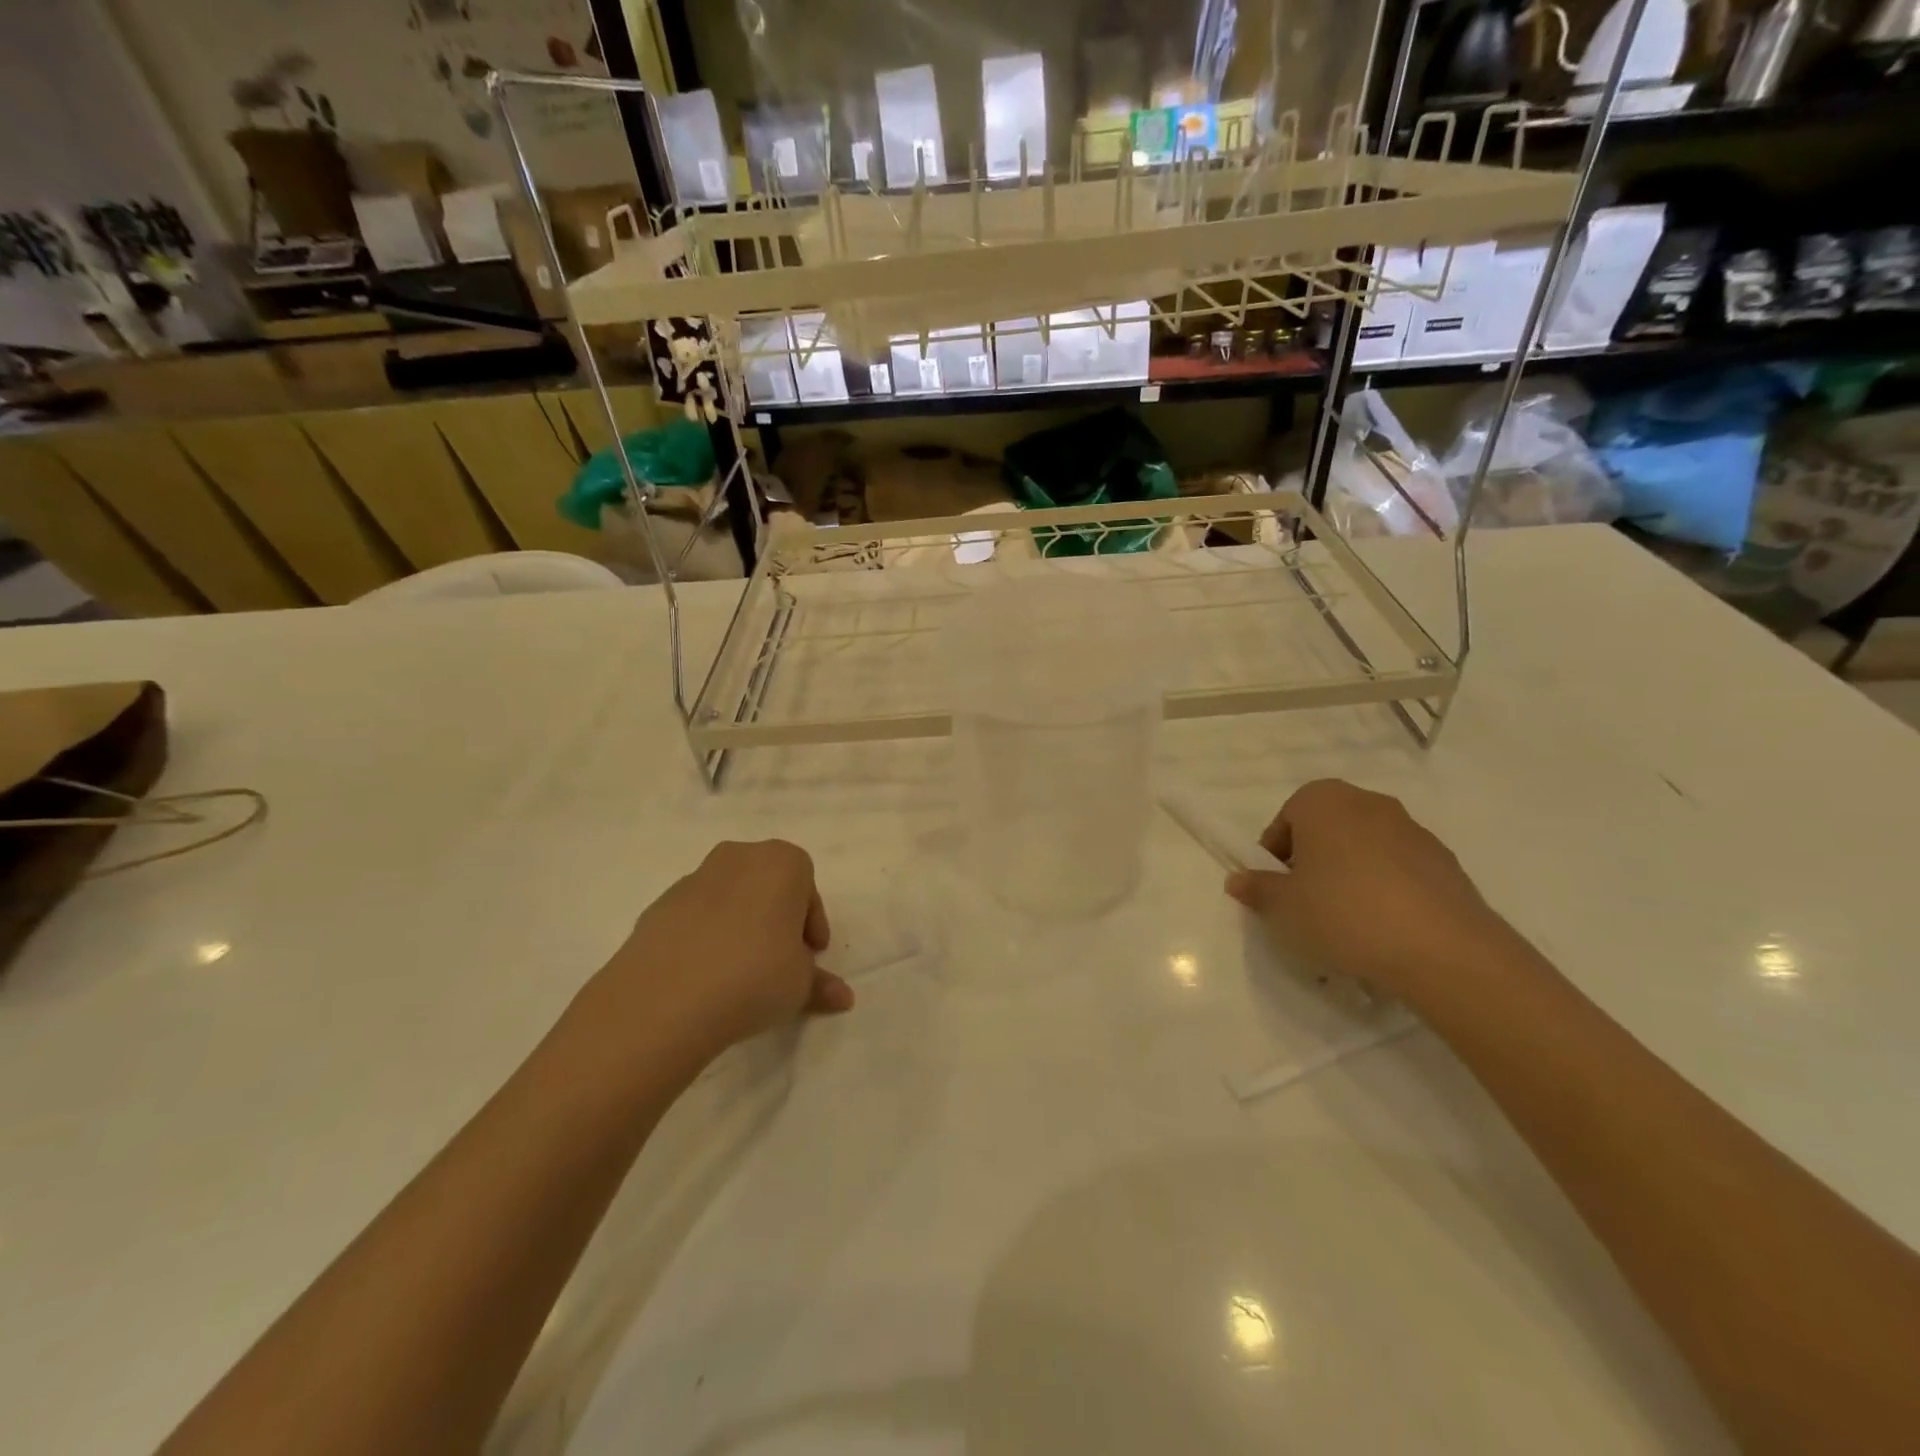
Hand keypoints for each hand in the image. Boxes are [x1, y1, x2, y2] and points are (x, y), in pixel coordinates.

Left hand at [583, 840, 853, 1075]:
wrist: (664, 998)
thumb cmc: (754, 976)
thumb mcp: (799, 985)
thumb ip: (820, 985)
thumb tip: (842, 997)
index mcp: (781, 863)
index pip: (807, 886)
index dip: (811, 923)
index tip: (810, 955)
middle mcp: (739, 857)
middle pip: (767, 884)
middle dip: (776, 917)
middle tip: (779, 959)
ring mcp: (694, 878)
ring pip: (729, 898)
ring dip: (739, 925)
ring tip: (738, 973)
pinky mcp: (658, 905)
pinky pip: (695, 917)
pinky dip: (704, 937)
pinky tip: (704, 977)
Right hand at [1224, 779, 1525, 1006]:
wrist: (1443, 949)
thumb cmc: (1343, 913)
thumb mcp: (1282, 907)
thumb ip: (1257, 889)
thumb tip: (1238, 880)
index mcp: (1324, 801)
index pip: (1286, 818)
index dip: (1275, 854)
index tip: (1277, 888)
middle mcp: (1369, 803)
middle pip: (1327, 829)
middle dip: (1314, 860)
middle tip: (1307, 902)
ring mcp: (1414, 831)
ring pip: (1366, 849)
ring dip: (1351, 875)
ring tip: (1348, 923)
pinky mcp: (1446, 863)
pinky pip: (1400, 871)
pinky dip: (1387, 891)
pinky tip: (1385, 930)